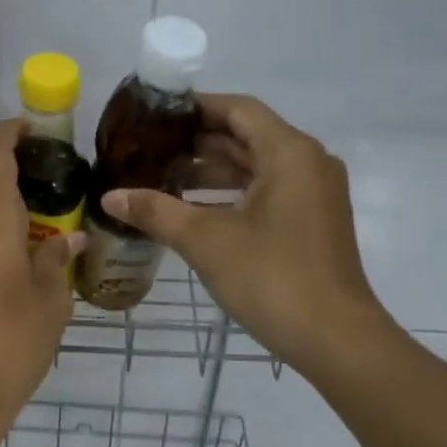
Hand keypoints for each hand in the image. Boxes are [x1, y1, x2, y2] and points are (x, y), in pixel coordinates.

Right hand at [102, 94, 391, 374]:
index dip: (195, 107)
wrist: (336, 340)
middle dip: (197, 142)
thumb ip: (157, 211)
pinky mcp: (312, 222)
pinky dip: (231, 194)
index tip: (154, 115)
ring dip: (212, 171)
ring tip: (162, 177)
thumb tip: (110, 197)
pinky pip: (267, 192)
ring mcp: (314, 194)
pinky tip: (193, 209)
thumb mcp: (206, 241)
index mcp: (289, 153)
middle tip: (149, 148)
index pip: (237, 109)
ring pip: (256, 167)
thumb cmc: (272, 278)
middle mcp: (308, 163)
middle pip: (247, 136)